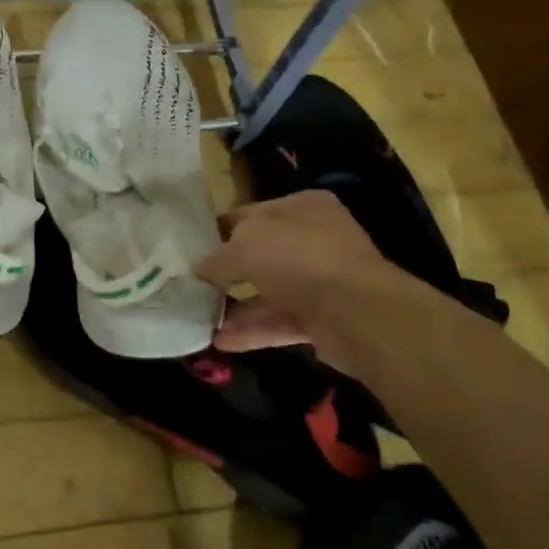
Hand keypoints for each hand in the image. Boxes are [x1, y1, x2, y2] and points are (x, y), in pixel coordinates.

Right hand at [194, 189, 424, 378]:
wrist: (360, 314)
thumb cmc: (300, 259)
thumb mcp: (246, 246)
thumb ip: (217, 258)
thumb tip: (198, 269)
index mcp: (300, 207)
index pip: (249, 214)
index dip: (217, 230)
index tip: (188, 249)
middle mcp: (314, 239)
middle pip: (260, 254)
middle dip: (226, 272)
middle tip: (190, 284)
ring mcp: (321, 280)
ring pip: (268, 291)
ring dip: (234, 306)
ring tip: (197, 317)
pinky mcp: (324, 319)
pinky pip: (280, 321)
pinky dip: (251, 330)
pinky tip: (218, 340)